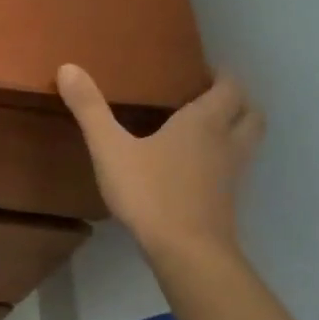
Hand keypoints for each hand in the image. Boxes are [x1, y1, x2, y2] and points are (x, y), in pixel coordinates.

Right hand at [57, 64, 264, 262]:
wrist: (187, 251)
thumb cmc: (150, 192)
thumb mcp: (110, 148)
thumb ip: (90, 109)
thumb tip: (68, 67)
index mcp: (204, 122)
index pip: (230, 88)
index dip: (221, 75)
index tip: (203, 68)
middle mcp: (226, 142)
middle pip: (250, 112)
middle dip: (236, 99)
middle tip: (208, 94)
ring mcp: (232, 173)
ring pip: (247, 140)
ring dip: (235, 127)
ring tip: (205, 126)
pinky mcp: (227, 199)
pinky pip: (235, 166)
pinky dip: (224, 156)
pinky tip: (195, 165)